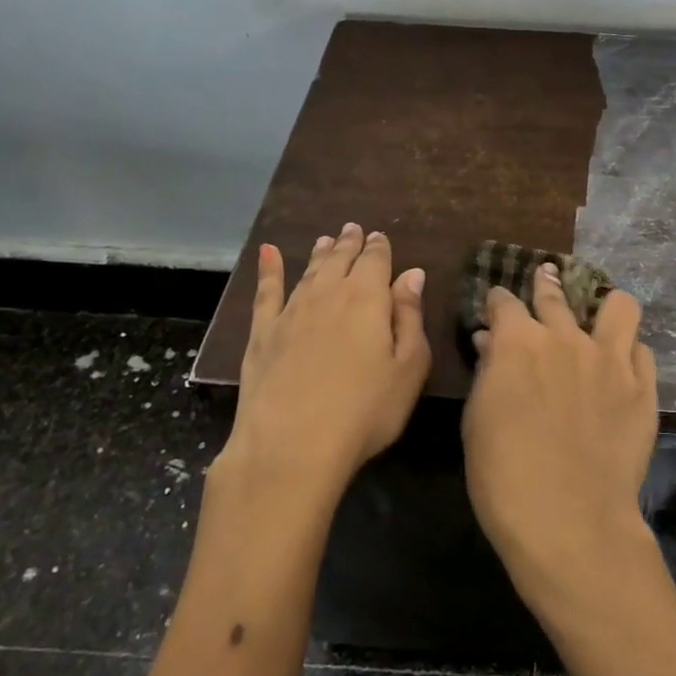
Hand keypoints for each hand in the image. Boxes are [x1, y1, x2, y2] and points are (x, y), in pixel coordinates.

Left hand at [226, 224, 430, 503]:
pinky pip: (266, 291)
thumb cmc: (364, 410)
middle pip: (341, 260)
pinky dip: (268, 269)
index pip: (376, 262)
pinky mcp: (262, 333)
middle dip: (349, 244)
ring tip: (325, 240)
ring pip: (309, 271)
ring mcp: (291, 312)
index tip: (380, 236)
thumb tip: (412, 274)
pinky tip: (267, 253)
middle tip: (353, 229)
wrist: (291, 445)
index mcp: (368, 299)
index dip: (379, 248)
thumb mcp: (408, 368)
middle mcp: (329, 294)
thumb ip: (410, 316)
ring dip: (319, 253)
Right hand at [462, 263, 658, 615]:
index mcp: (519, 342)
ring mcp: (611, 360)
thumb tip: (491, 342)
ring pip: (619, 306)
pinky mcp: (643, 387)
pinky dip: (628, 351)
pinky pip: (642, 350)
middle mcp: (566, 337)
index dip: (497, 302)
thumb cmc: (504, 475)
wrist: (569, 520)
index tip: (495, 308)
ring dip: (604, 306)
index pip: (504, 302)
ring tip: (599, 316)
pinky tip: (620, 365)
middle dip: (546, 284)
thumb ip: (488, 372)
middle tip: (545, 281)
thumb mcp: (477, 421)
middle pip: (555, 294)